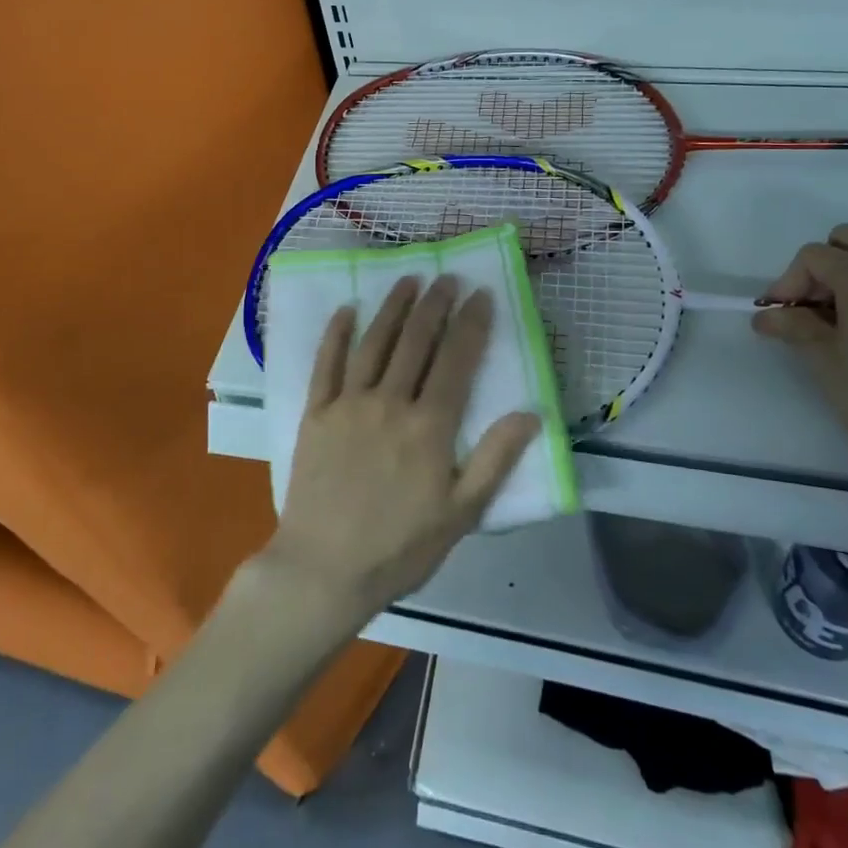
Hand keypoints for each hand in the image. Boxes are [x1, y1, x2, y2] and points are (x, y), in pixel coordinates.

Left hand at [262, 276, 539, 625]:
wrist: (324, 569)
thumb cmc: (400, 547)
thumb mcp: (461, 513)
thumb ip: (495, 459)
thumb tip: (531, 413)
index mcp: (429, 426)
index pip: (456, 361)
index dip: (471, 324)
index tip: (481, 294)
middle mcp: (390, 402)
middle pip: (416, 342)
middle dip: (435, 305)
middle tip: (447, 278)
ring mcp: (349, 403)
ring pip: (375, 343)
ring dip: (393, 308)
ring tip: (408, 280)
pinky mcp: (316, 413)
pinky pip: (326, 364)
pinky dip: (336, 334)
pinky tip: (347, 309)